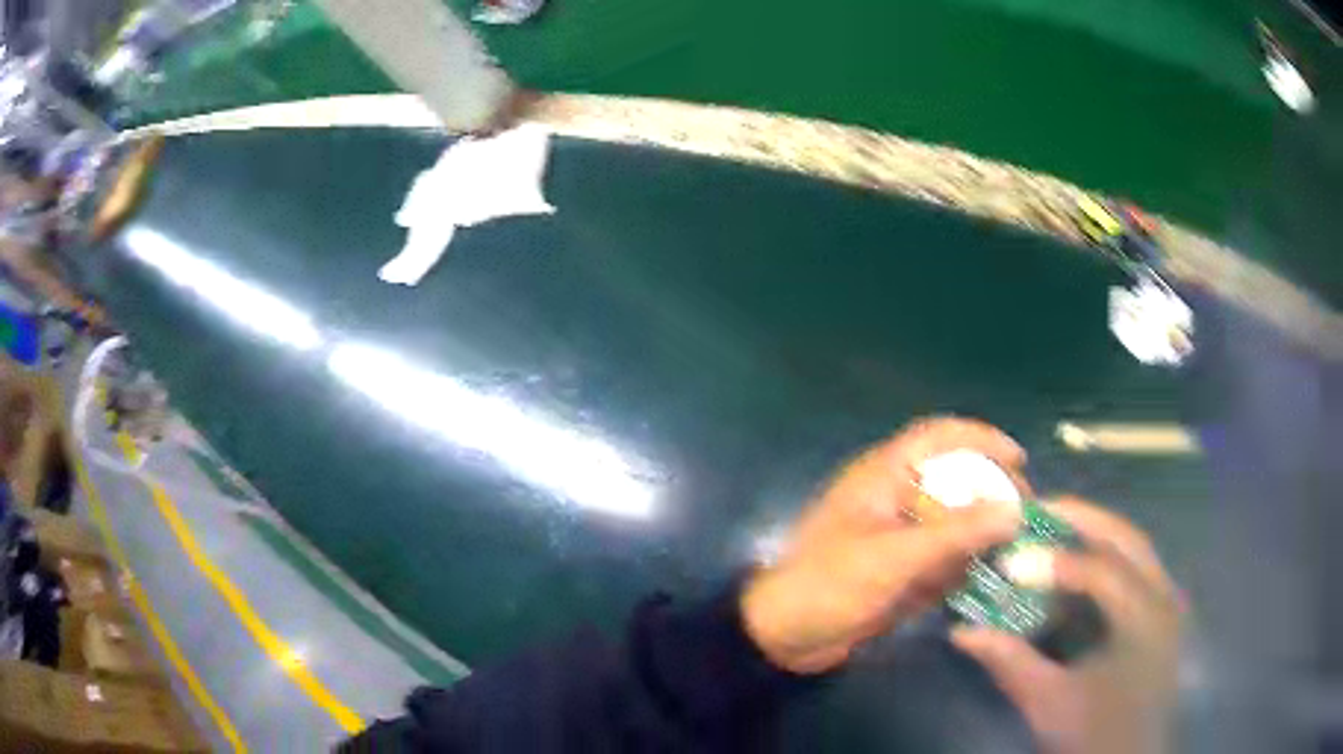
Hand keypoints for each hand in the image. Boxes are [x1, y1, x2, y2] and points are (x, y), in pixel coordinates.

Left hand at [741, 417, 1027, 674]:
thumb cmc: (833, 584)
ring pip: (951, 520)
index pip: (938, 437)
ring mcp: (897, 534)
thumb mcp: (897, 557)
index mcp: (883, 475)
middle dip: (989, 493)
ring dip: (978, 533)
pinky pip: (940, 555)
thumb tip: (1015, 510)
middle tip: (1023, 514)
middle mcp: (894, 497)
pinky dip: (960, 563)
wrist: (787, 638)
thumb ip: (957, 533)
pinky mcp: (899, 567)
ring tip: (1010, 548)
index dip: (980, 438)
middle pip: (952, 479)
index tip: (1019, 458)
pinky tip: (978, 577)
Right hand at [952, 498, 1181, 753]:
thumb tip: (964, 632)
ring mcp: (1166, 603)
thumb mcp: (1050, 705)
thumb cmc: (1094, 735)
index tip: (1010, 561)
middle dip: (1083, 518)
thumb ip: (1012, 664)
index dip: (1054, 562)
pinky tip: (1082, 562)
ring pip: (1135, 547)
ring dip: (1097, 530)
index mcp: (1143, 622)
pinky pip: (1137, 567)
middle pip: (1126, 538)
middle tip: (1039, 510)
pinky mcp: (1161, 613)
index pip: (1100, 572)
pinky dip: (1108, 555)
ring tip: (1057, 524)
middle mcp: (1162, 599)